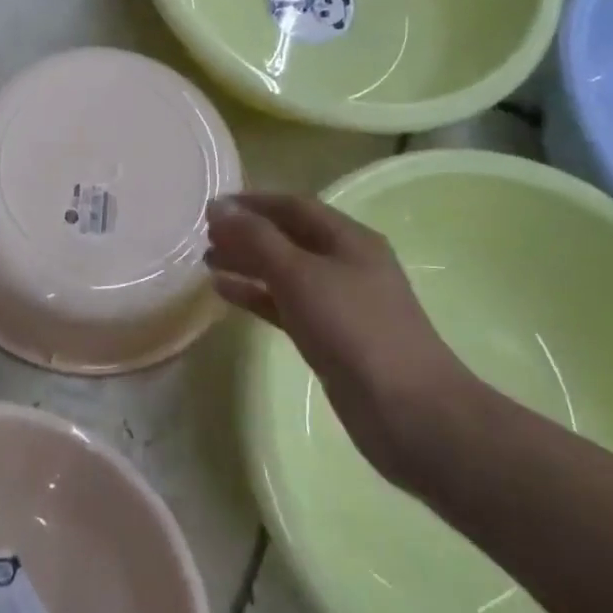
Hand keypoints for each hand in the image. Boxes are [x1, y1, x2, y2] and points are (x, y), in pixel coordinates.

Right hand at [205, 193, 480, 491]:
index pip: (294, 206)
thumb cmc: (354, 328)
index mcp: (349, 239)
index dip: (252, 202)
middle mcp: (346, 264)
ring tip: (207, 261)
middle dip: (247, 233)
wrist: (407, 410)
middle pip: (288, 237)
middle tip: (204, 236)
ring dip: (248, 264)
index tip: (211, 207)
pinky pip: (285, 305)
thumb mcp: (300, 274)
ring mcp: (340, 303)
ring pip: (285, 272)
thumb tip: (218, 207)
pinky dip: (257, 296)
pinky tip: (226, 293)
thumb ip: (257, 239)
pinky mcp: (331, 337)